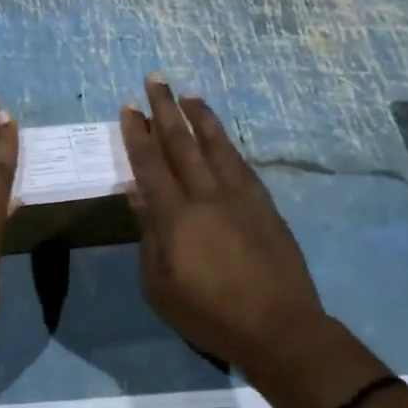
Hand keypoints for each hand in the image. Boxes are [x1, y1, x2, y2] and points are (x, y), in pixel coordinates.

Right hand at [120, 76, 327, 376]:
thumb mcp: (160, 285)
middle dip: (166, 110)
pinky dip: (227, 144)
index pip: (151, 165)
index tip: (129, 108)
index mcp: (176, 217)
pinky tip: (222, 137)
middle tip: (155, 79)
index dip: (137, 135)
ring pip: (217, 146)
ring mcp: (241, 197)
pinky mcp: (265, 205)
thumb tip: (138, 195)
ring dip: (201, 117)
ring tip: (190, 94)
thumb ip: (149, 236)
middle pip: (183, 144)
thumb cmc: (208, 314)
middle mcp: (208, 196)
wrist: (279, 327)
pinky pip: (241, 164)